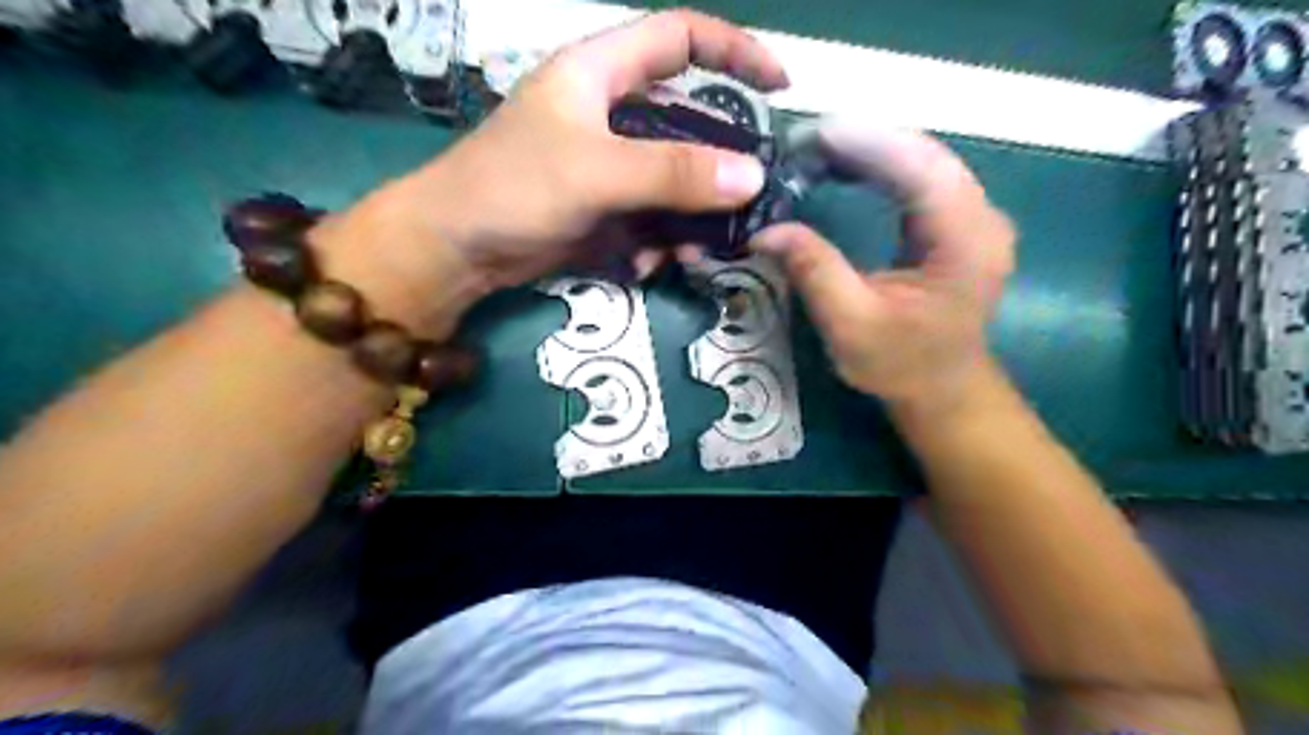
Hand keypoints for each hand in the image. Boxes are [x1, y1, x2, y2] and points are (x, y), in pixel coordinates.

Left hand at [397, 10, 786, 289]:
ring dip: (693, 215)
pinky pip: (652, 217)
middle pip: (686, 123)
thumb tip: (750, 177)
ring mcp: (609, 166)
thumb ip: (672, 173)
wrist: (457, 251)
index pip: (679, 38)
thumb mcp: (595, 172)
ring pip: (673, 180)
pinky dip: (662, 242)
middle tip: (750, 196)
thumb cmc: (512, 187)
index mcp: (600, 74)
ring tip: (702, 250)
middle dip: (719, 162)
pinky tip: (655, 266)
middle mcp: (610, 114)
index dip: (733, 52)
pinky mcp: (605, 208)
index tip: (778, 86)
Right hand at [752, 117, 1015, 415]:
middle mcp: (982, 218)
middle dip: (865, 139)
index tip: (814, 134)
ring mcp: (975, 216)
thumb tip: (764, 230)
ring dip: (870, 149)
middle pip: (925, 155)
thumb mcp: (850, 325)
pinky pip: (920, 177)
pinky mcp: (958, 221)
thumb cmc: (900, 364)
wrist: (941, 388)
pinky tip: (845, 166)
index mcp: (966, 243)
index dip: (869, 144)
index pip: (922, 171)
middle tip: (804, 140)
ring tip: (816, 149)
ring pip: (923, 160)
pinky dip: (881, 166)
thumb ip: (814, 270)